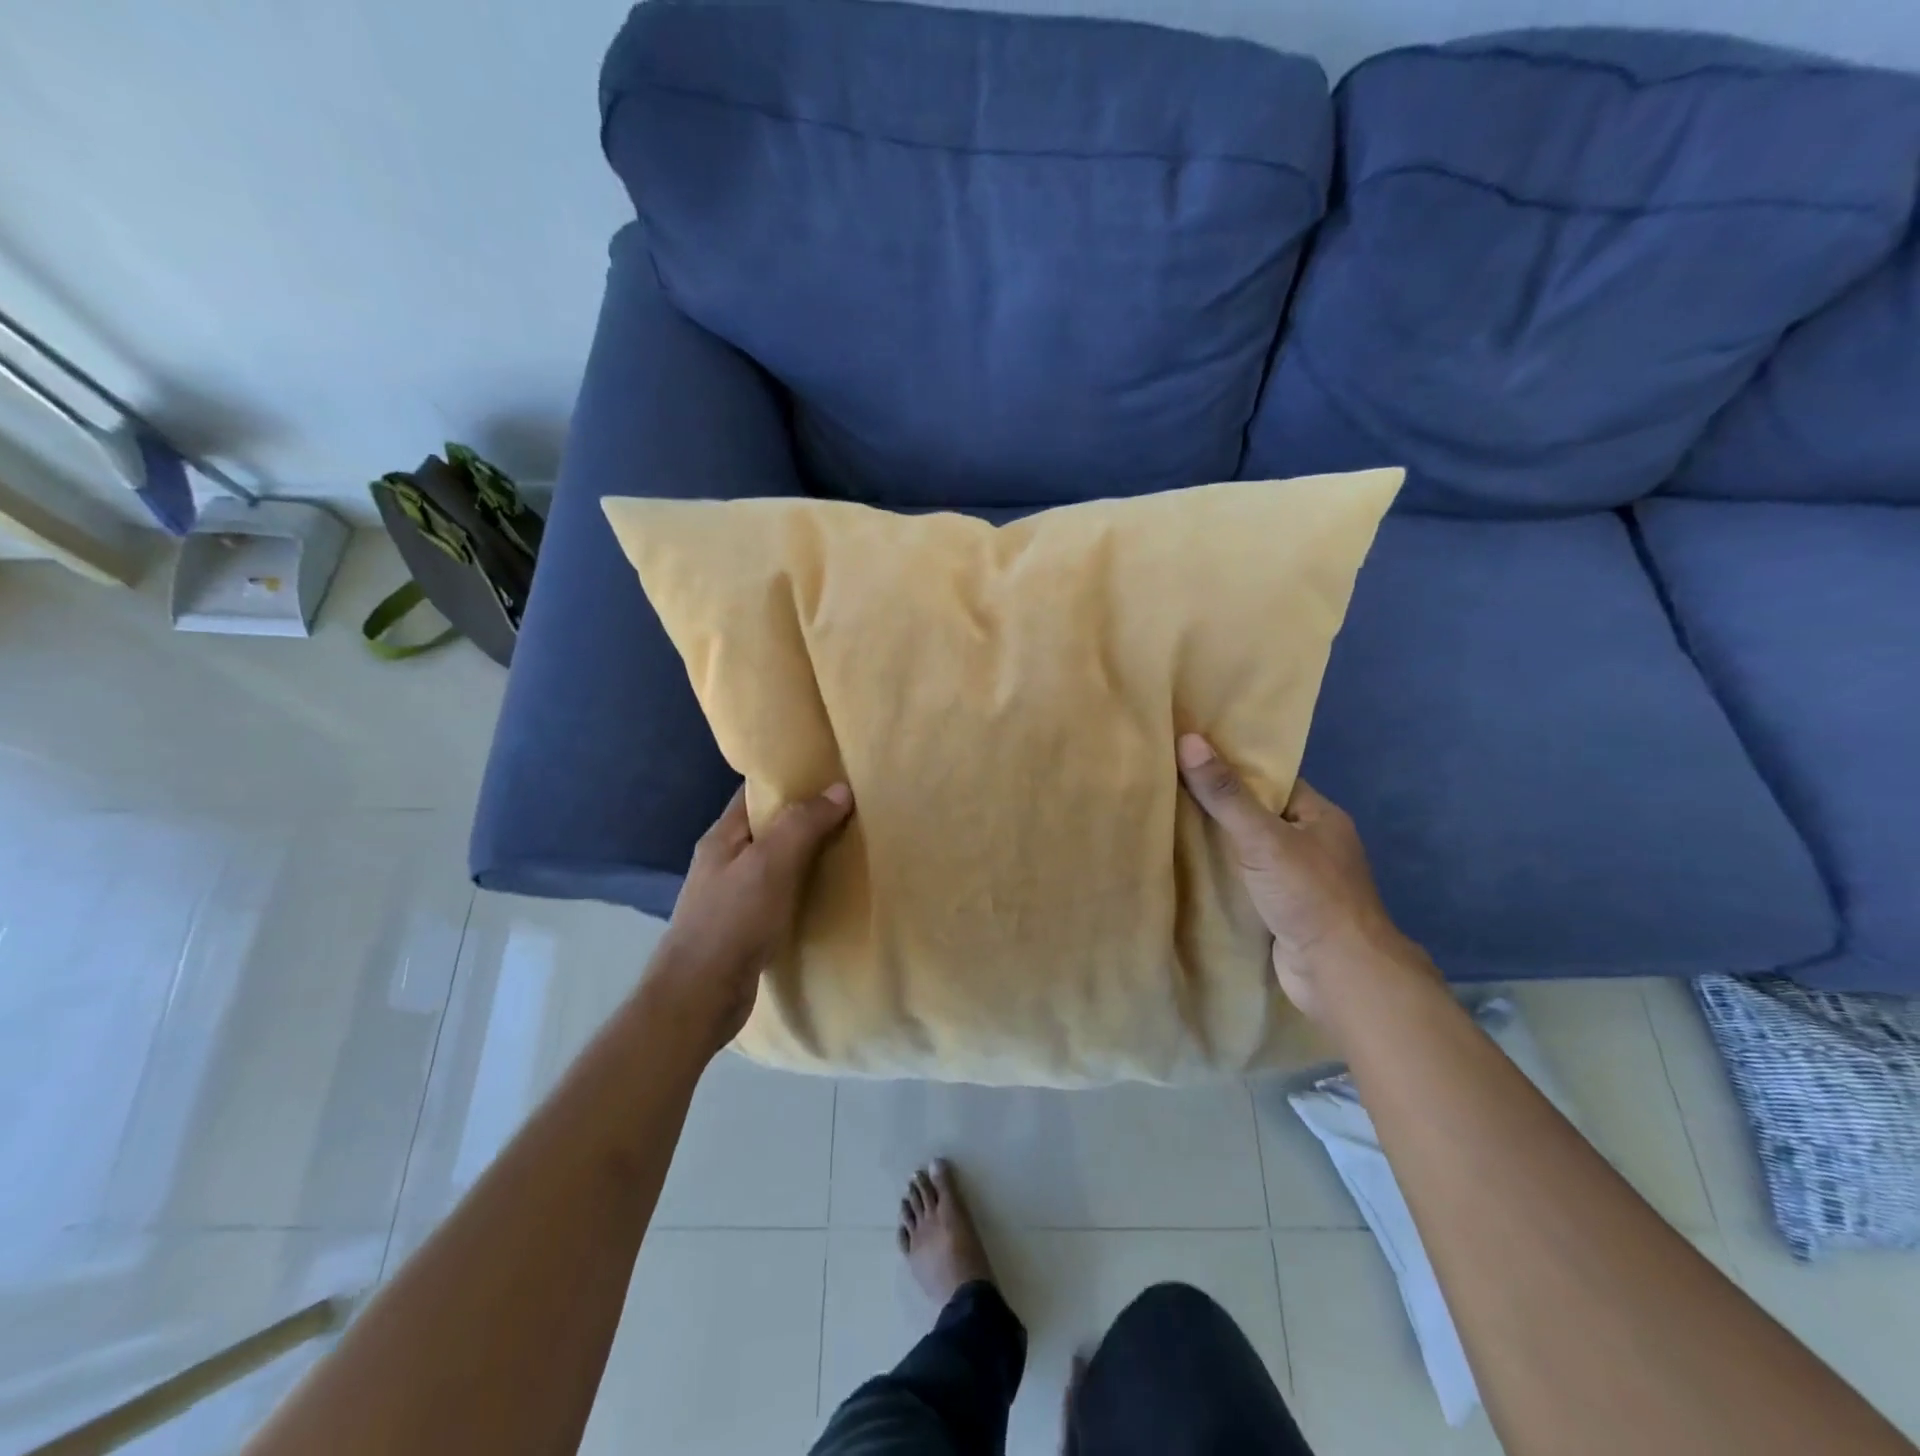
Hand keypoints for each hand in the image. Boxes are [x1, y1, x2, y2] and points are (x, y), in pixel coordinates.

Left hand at [647, 782, 853, 1054]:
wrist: (699, 997)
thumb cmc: (731, 921)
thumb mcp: (770, 864)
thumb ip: (803, 824)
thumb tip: (839, 788)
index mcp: (723, 837)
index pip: (755, 793)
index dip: (788, 779)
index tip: (827, 772)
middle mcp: (725, 862)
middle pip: (769, 827)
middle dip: (805, 817)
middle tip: (850, 808)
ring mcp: (733, 896)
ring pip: (776, 863)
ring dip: (807, 855)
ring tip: (848, 845)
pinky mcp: (745, 927)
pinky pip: (780, 895)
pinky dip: (803, 889)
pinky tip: (828, 892)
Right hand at [1176, 734, 1430, 1021]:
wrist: (1338, 973)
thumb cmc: (1309, 895)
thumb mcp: (1263, 837)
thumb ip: (1225, 794)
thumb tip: (1188, 739)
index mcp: (1319, 816)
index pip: (1271, 779)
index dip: (1233, 765)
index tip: (1190, 755)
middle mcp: (1312, 842)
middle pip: (1257, 813)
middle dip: (1218, 804)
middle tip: (1167, 786)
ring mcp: (1298, 878)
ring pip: (1249, 849)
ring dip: (1217, 842)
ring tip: (1167, 820)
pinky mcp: (1282, 908)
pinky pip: (1245, 878)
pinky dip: (1221, 873)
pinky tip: (1186, 866)